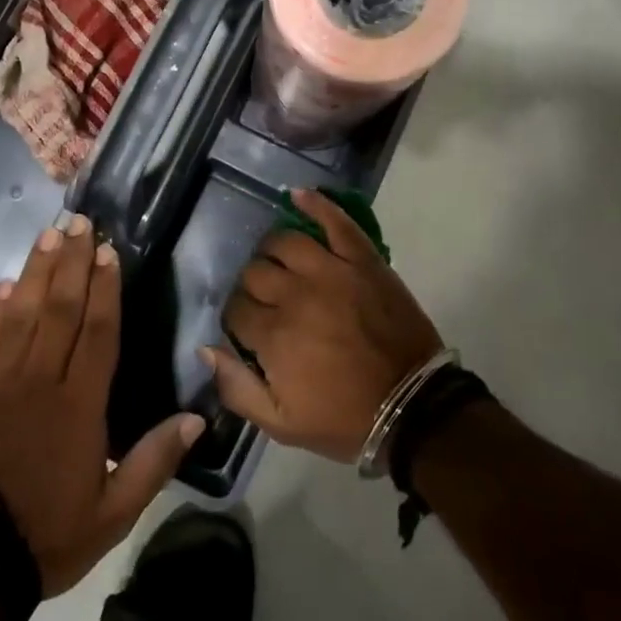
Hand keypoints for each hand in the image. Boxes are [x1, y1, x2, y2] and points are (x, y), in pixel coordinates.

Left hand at [0, 214, 204, 596]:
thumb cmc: (44, 534)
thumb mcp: (112, 514)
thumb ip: (153, 462)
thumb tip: (196, 419)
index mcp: (78, 404)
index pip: (96, 332)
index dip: (104, 288)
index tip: (108, 252)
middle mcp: (39, 379)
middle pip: (59, 308)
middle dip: (72, 262)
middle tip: (80, 222)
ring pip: (22, 312)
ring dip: (37, 271)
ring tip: (49, 235)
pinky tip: (5, 285)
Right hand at [205, 189, 443, 462]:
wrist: (414, 408)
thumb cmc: (346, 419)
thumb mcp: (283, 424)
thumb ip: (237, 388)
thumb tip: (206, 347)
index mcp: (274, 336)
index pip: (235, 308)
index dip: (236, 317)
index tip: (247, 328)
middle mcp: (296, 295)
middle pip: (255, 272)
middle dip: (253, 286)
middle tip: (267, 300)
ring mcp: (332, 271)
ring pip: (284, 242)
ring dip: (273, 250)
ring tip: (280, 262)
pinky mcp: (363, 260)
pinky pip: (335, 222)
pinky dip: (316, 204)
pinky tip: (298, 195)